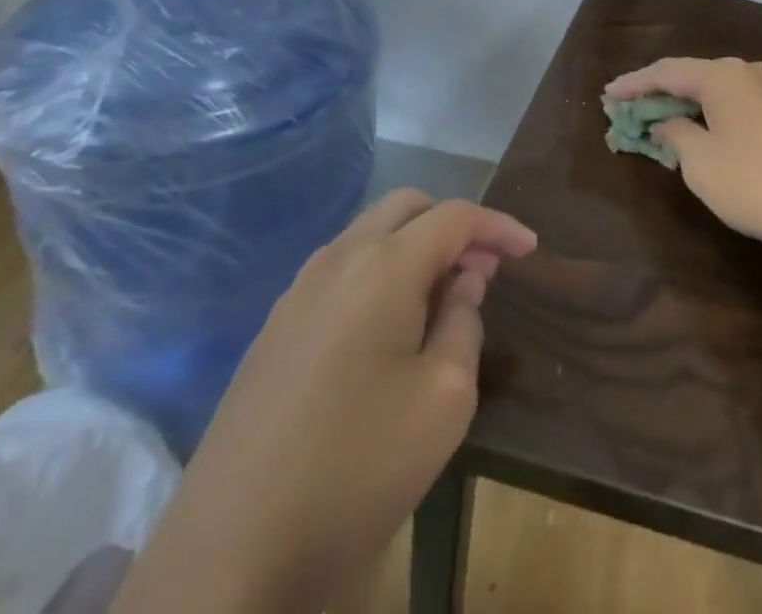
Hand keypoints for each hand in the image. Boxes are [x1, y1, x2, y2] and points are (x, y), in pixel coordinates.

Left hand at [113, 190, 535, 613]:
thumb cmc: (356, 469)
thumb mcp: (444, 400)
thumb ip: (464, 322)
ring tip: (442, 295)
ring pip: (369, 234)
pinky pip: (339, 269)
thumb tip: (464, 280)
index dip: (498, 226)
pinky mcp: (272, 328)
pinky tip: (388, 324)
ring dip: (414, 245)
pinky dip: (379, 270)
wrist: (230, 555)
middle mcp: (337, 259)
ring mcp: (296, 292)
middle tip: (484, 268)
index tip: (530, 249)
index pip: (455, 217)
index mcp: (383, 266)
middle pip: (408, 207)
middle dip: (453, 225)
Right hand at [603, 57, 761, 254]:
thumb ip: (674, 132)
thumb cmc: (752, 182)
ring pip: (712, 88)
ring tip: (654, 115)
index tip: (607, 95)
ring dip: (683, 101)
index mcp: (721, 74)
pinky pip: (732, 101)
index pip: (665, 72)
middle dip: (656, 92)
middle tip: (625, 106)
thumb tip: (666, 122)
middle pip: (689, 75)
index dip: (633, 84)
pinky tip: (695, 125)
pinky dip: (707, 110)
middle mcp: (745, 70)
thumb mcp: (699, 161)